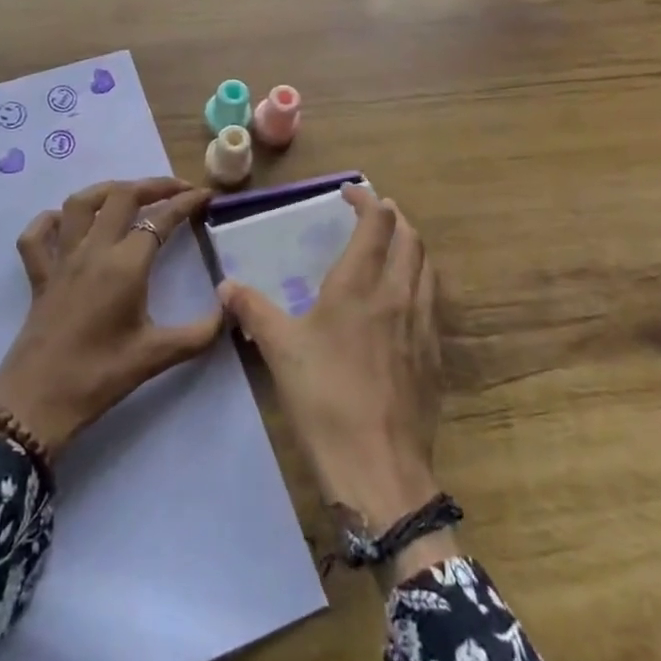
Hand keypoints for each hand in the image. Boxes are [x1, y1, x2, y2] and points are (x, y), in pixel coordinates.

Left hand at [0, 178, 219, 457]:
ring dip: (107, 191)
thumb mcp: (157, 356)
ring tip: (129, 194)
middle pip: (122, 196)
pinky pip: (36, 236)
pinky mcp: (38, 276)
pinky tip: (66, 223)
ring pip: (79, 204)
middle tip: (177, 190)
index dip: (186, 202)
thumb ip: (200, 332)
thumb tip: (230, 308)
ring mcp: (61, 260)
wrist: (37, 403)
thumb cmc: (100, 376)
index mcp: (124, 265)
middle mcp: (92, 251)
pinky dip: (50, 221)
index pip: (160, 219)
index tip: (206, 195)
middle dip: (153, 185)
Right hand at [218, 186, 452, 577]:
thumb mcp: (279, 350)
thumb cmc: (324, 399)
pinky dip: (420, 281)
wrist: (378, 468)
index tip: (350, 193)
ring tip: (392, 246)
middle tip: (373, 213)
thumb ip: (252, 310)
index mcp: (360, 286)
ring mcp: (423, 326)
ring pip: (427, 267)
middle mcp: (398, 295)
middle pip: (410, 238)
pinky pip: (433, 300)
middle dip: (394, 217)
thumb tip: (226, 286)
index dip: (367, 201)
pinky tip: (404, 299)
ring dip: (412, 246)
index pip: (376, 224)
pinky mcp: (435, 355)